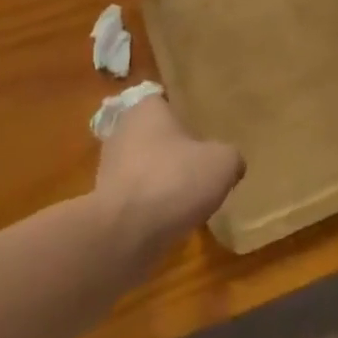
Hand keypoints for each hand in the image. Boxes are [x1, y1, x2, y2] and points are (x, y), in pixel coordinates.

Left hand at [95, 95, 243, 256]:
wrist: (124, 235)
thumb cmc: (173, 181)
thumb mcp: (222, 163)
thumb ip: (231, 156)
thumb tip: (232, 163)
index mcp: (147, 108)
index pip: (168, 102)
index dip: (187, 116)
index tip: (205, 132)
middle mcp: (123, 130)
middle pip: (156, 135)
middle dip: (175, 150)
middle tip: (202, 165)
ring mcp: (109, 167)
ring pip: (145, 167)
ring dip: (162, 180)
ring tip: (189, 198)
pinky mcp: (105, 202)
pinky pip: (136, 196)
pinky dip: (151, 205)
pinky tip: (170, 220)